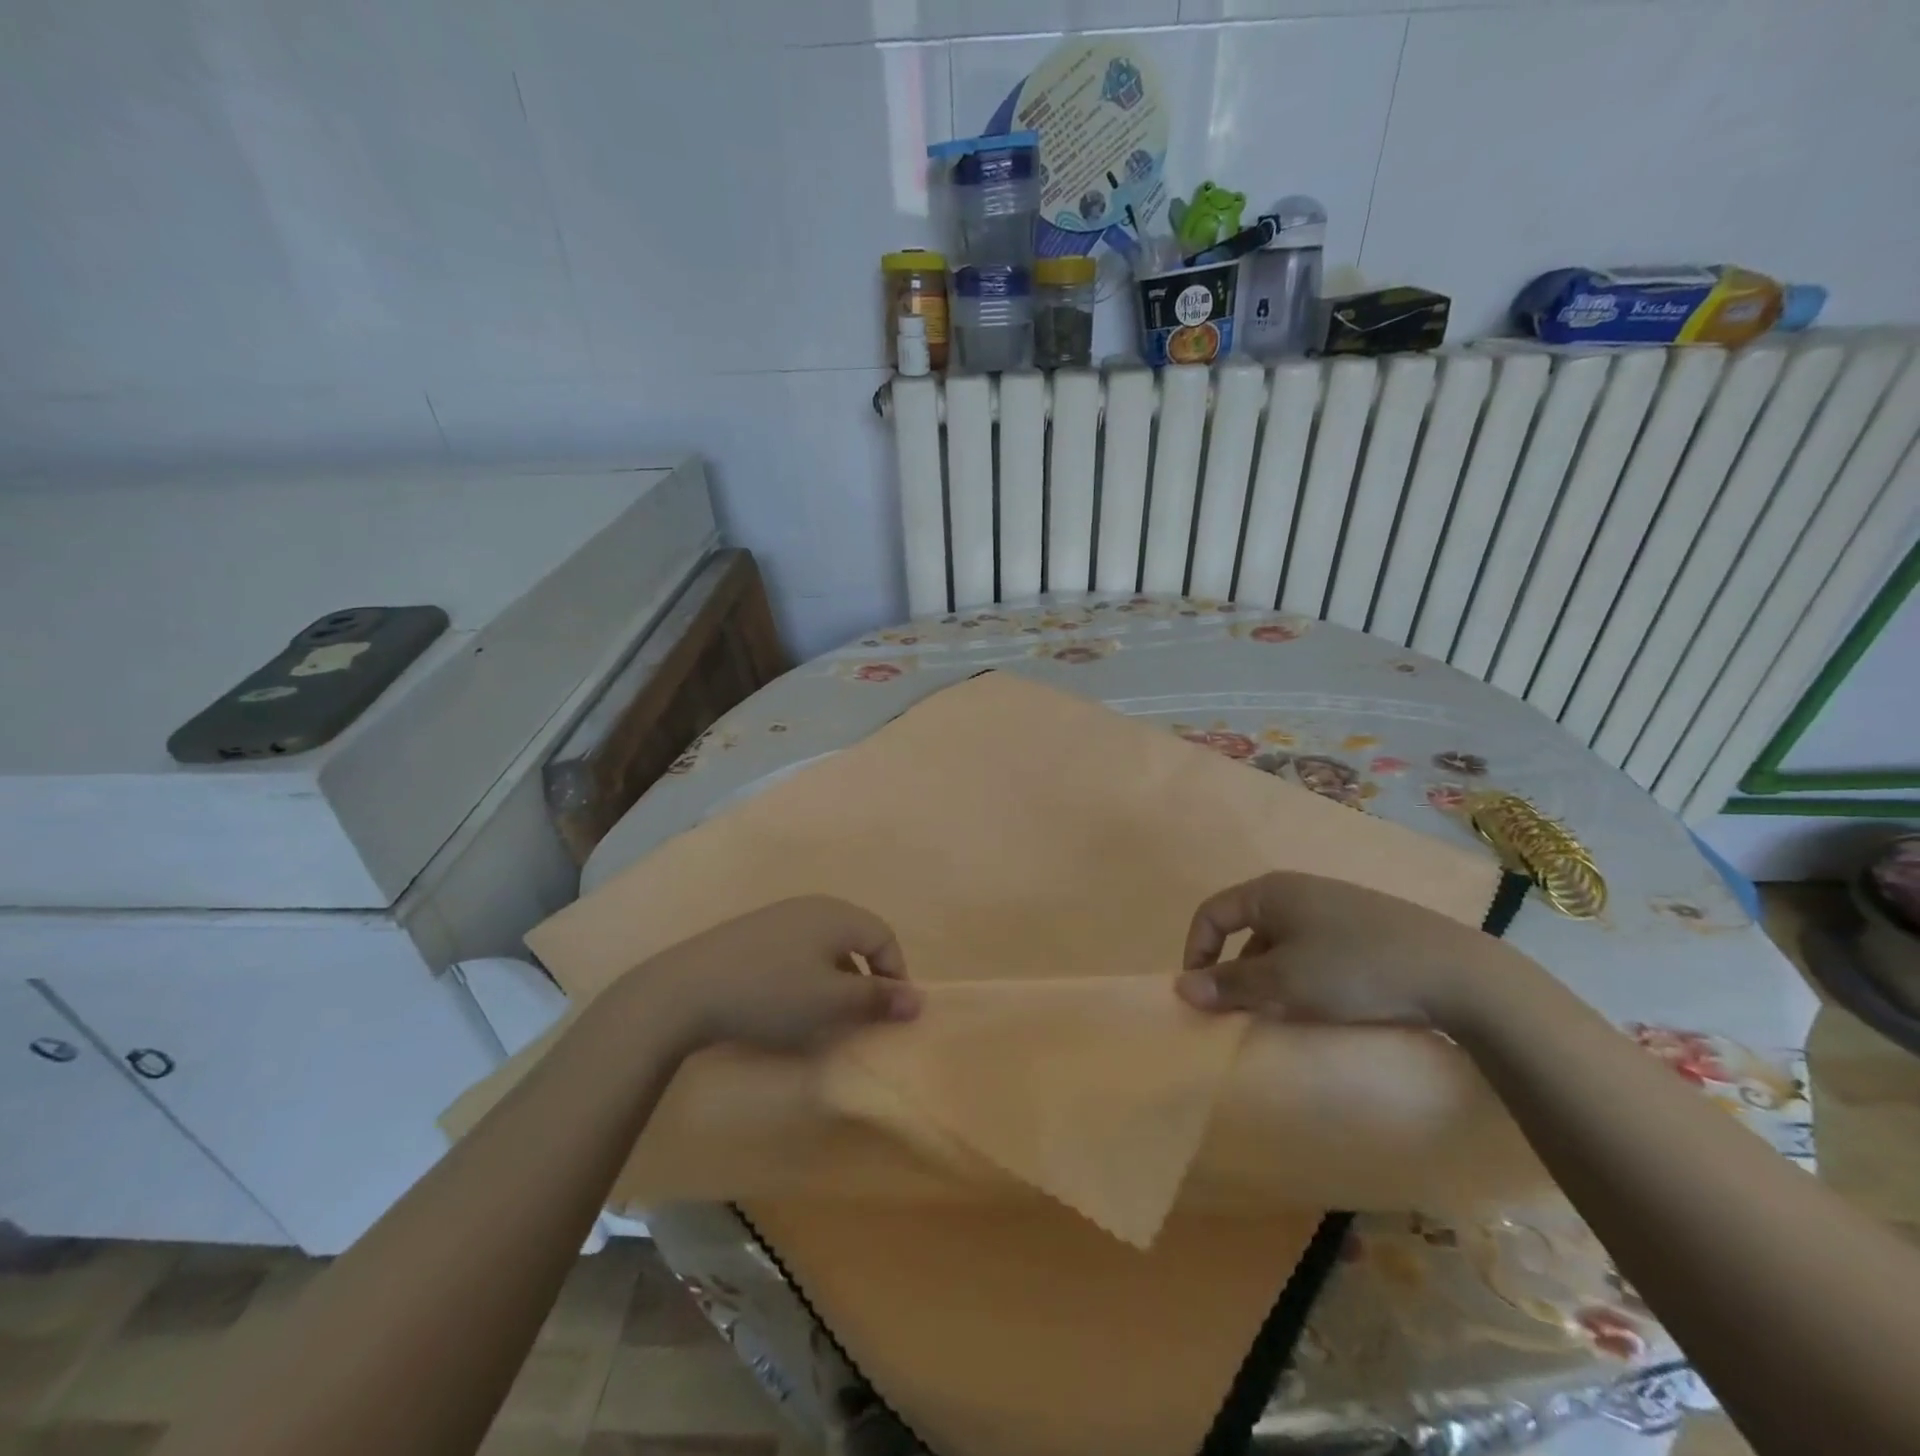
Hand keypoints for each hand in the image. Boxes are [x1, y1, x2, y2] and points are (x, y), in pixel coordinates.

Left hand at [628, 896, 922, 1052]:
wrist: (685, 989)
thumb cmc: (771, 993)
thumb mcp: (831, 1002)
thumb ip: (878, 1000)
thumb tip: (920, 999)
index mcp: (838, 914)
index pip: (885, 937)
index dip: (895, 974)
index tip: (890, 1012)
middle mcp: (812, 906)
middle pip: (856, 937)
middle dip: (866, 977)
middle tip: (860, 1014)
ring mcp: (779, 915)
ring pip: (825, 944)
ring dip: (836, 977)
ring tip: (824, 1012)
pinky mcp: (752, 932)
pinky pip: (797, 948)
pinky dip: (806, 973)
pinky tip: (786, 1000)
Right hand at [1175, 871, 1506, 1027]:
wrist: (1458, 974)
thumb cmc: (1354, 970)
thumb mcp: (1284, 983)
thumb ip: (1229, 985)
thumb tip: (1180, 988)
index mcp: (1269, 890)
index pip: (1211, 913)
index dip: (1197, 951)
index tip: (1202, 995)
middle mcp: (1297, 888)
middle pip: (1245, 927)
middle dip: (1237, 970)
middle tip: (1244, 1010)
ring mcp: (1334, 904)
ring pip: (1281, 939)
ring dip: (1270, 975)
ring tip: (1286, 1011)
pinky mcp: (1365, 925)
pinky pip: (1314, 946)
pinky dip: (1303, 973)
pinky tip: (1325, 1000)